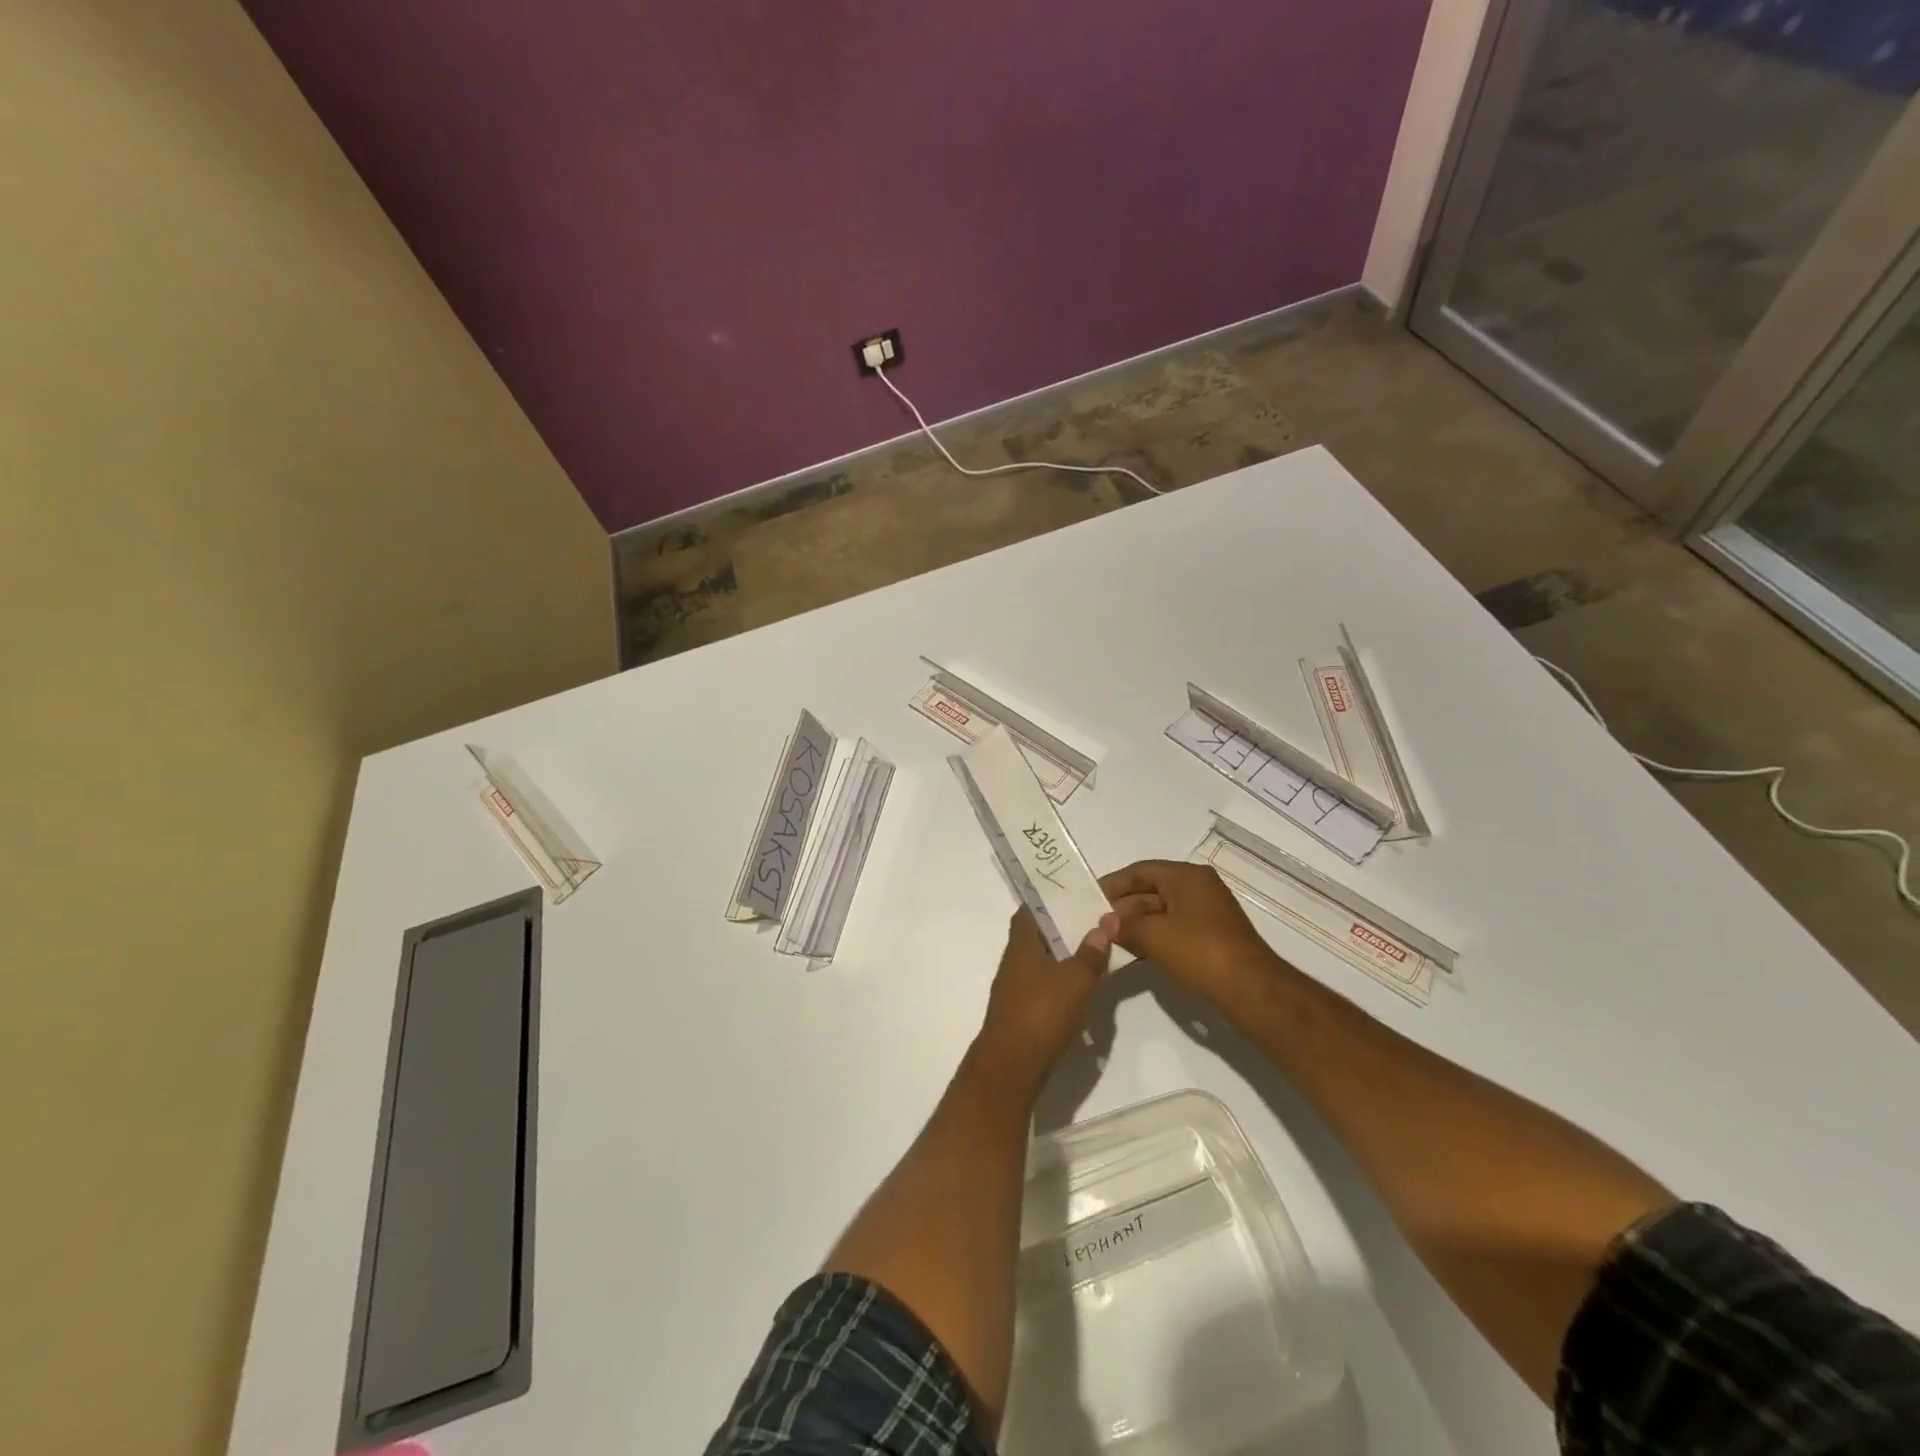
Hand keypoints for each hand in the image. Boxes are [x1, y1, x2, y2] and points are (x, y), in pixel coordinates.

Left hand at [973, 908, 1121, 1087]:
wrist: (1013, 1064)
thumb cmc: (1043, 1011)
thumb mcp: (1077, 979)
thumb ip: (1091, 952)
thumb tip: (1102, 924)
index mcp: (1021, 944)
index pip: (1028, 911)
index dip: (1046, 900)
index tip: (1070, 894)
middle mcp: (1013, 961)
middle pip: (1036, 936)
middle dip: (1060, 929)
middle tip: (1090, 923)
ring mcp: (1014, 988)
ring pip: (1039, 962)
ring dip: (1062, 958)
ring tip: (1091, 954)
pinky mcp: (1020, 1012)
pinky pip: (1041, 987)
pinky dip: (1059, 983)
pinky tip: (1080, 991)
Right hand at [1100, 860, 1288, 1005]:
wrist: (1251, 990)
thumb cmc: (1200, 952)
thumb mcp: (1155, 937)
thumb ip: (1125, 926)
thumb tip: (1105, 923)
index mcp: (1187, 877)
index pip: (1141, 871)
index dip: (1113, 884)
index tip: (1089, 898)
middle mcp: (1199, 888)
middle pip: (1151, 891)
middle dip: (1124, 908)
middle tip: (1097, 925)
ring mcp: (1207, 913)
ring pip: (1162, 912)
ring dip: (1137, 925)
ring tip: (1111, 941)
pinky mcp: (1211, 937)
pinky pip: (1174, 929)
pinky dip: (1154, 937)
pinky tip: (1135, 953)